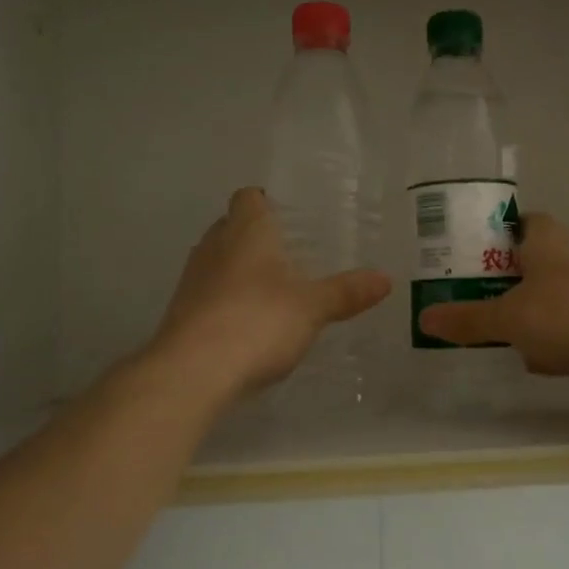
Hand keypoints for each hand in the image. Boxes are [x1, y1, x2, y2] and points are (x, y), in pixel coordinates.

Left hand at [152, 188, 391, 400]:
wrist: (193, 372)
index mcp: (246, 231)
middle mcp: (214, 246)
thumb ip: (347, 292)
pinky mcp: (183, 313)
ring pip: (219, 262)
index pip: (250, 197)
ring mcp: (193, 280)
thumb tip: (386, 279)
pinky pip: (210, 295)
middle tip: (293, 254)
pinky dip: (229, 302)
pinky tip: (252, 325)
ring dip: (241, 271)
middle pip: (233, 228)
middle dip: (258, 238)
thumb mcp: (313, 308)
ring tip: (275, 291)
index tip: (291, 216)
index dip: (268, 201)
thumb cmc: (258, 321)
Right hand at [417, 214, 568, 399]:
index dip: (499, 231)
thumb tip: (424, 318)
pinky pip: (568, 337)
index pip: (523, 222)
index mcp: (548, 243)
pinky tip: (535, 365)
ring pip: (549, 305)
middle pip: (532, 267)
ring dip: (528, 319)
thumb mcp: (509, 316)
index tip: (472, 248)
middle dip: (505, 284)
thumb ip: (469, 319)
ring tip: (491, 336)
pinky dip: (553, 349)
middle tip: (468, 299)